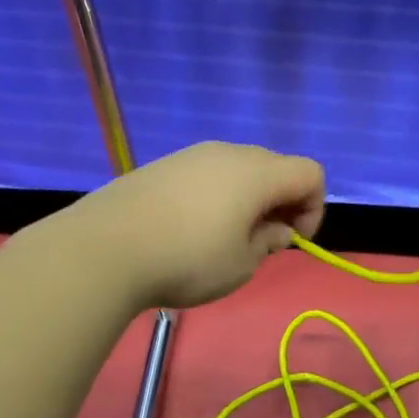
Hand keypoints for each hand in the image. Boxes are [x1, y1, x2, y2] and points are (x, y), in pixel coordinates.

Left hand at [81, 142, 325, 309]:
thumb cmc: (187, 260)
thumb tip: (273, 228)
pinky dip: (217, 196)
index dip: (314, 208)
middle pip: (276, 167)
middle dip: (282, 202)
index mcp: (258, 173)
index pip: (311, 173)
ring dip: (248, 199)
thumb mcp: (241, 265)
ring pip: (239, 169)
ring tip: (225, 238)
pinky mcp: (164, 165)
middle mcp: (230, 153)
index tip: (291, 241)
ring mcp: (193, 155)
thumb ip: (267, 242)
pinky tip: (191, 228)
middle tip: (262, 241)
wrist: (104, 248)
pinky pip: (207, 174)